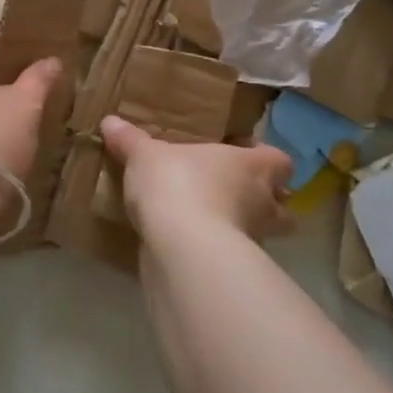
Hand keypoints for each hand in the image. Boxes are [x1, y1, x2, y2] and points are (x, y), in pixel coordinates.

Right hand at [99, 115, 294, 242]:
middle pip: (282, 204)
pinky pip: (234, 258)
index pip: (280, 161)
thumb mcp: (145, 156)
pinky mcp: (236, 271)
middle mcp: (263, 202)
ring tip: (210, 223)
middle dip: (265, 202)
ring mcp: (254, 240)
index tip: (243, 157)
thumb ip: (130, 140)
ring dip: (243, 229)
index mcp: (252, 166)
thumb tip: (110, 121)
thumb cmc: (177, 184)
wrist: (182, 247)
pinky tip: (193, 249)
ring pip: (262, 234)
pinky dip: (220, 254)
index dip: (266, 160)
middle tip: (233, 195)